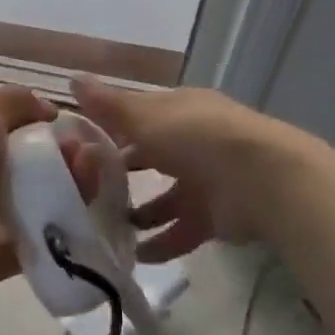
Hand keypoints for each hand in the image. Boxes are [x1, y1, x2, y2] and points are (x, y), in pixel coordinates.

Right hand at [70, 77, 298, 261]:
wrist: (262, 179)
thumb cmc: (195, 136)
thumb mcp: (143, 116)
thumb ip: (107, 105)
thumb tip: (72, 78)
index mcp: (177, 111)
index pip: (138, 117)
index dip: (110, 130)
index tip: (79, 149)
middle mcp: (192, 142)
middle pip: (151, 157)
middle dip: (121, 175)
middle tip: (86, 193)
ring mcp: (206, 180)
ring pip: (164, 199)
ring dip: (137, 214)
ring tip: (102, 229)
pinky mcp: (216, 217)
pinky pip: (180, 232)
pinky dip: (159, 243)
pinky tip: (132, 256)